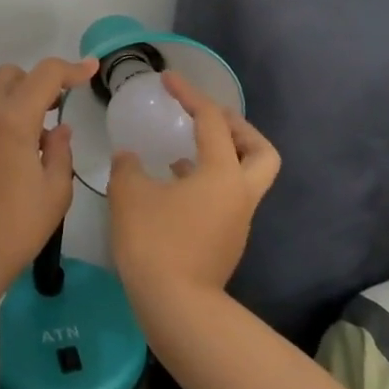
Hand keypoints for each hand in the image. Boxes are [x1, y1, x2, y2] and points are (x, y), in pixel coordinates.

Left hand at [0, 56, 97, 288]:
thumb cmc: (17, 226)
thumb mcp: (55, 190)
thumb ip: (60, 151)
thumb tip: (58, 130)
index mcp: (12, 120)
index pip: (44, 76)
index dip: (71, 69)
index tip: (91, 70)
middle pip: (13, 75)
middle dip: (39, 81)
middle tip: (60, 106)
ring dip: (20, 99)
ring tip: (42, 133)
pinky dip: (5, 117)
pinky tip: (19, 151)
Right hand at [109, 72, 279, 307]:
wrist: (176, 308)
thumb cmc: (155, 242)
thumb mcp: (130, 194)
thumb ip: (128, 167)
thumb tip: (129, 158)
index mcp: (222, 174)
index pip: (212, 120)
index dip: (190, 94)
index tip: (168, 79)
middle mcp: (239, 194)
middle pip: (261, 151)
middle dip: (238, 128)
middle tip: (206, 119)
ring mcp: (237, 220)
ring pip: (246, 177)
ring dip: (222, 156)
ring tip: (184, 149)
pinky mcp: (226, 241)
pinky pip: (227, 197)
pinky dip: (208, 181)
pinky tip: (175, 184)